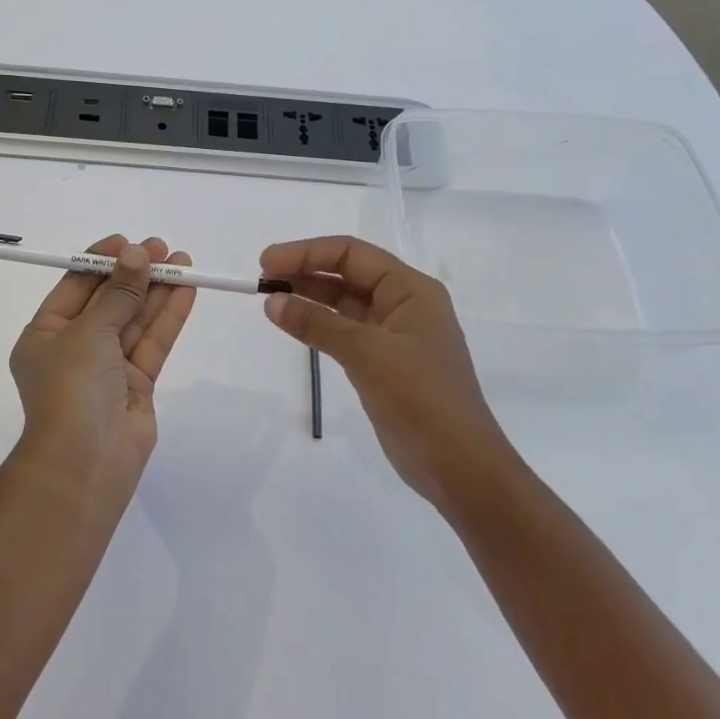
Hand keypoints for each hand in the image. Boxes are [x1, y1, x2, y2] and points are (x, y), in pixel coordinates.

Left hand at [10, 235, 197, 486]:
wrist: (85, 462)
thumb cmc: (71, 387)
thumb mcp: (88, 331)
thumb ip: (118, 292)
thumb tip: (137, 254)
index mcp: (45, 335)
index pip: (75, 287)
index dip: (102, 261)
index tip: (129, 241)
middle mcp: (74, 349)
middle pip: (109, 301)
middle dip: (135, 274)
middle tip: (164, 248)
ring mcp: (107, 368)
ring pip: (134, 320)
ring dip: (157, 291)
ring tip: (184, 261)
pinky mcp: (136, 385)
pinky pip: (152, 343)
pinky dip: (168, 317)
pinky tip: (186, 290)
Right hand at [260, 235, 512, 511]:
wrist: (458, 466)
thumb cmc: (420, 398)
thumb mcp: (366, 353)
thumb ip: (317, 323)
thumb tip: (272, 301)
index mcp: (411, 289)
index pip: (351, 253)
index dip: (306, 252)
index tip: (266, 263)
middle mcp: (404, 304)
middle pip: (347, 274)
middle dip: (305, 271)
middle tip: (262, 280)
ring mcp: (394, 335)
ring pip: (344, 302)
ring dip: (309, 297)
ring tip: (270, 299)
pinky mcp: (384, 363)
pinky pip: (345, 331)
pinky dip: (318, 324)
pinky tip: (293, 325)